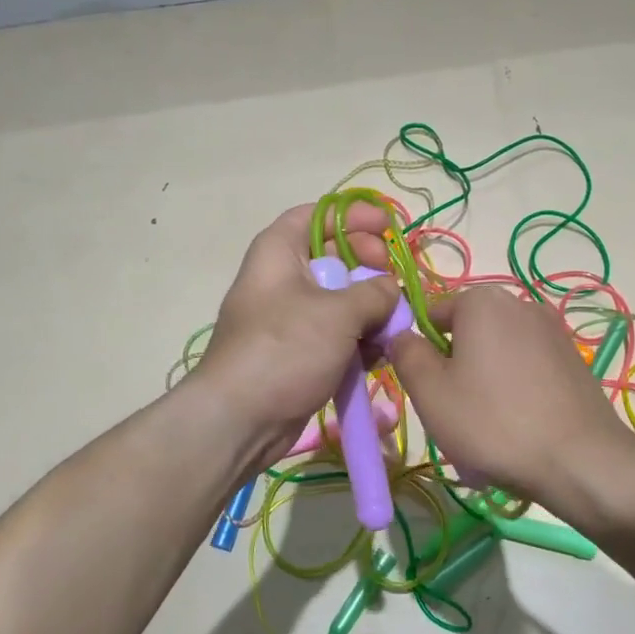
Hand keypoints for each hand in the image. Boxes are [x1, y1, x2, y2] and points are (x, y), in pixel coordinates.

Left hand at [188, 204, 401, 468]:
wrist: (240, 419)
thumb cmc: (286, 349)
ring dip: (370, 310)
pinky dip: (358, 340)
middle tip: (394, 281)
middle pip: (335, 257)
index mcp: (280, 252)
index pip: (318, 214)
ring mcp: (290, 318)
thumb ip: (375, 292)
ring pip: (340, 300)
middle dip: (370, 268)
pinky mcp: (298, 352)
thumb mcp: (338, 313)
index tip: (388, 229)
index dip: (355, 216)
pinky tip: (379, 355)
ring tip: (392, 326)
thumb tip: (390, 290)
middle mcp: (282, 278)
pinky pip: (335, 334)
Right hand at [388, 286, 634, 504]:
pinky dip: (516, 390)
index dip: (420, 352)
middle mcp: (520, 303)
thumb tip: (402, 335)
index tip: (426, 391)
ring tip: (489, 427)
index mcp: (481, 301)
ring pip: (498, 353)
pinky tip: (519, 427)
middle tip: (455, 413)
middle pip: (467, 333)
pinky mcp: (573, 358)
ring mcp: (552, 330)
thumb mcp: (430, 393)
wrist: (580, 459)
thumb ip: (406, 354)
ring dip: (485, 382)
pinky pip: (528, 368)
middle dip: (456, 368)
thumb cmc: (493, 422)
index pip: (432, 315)